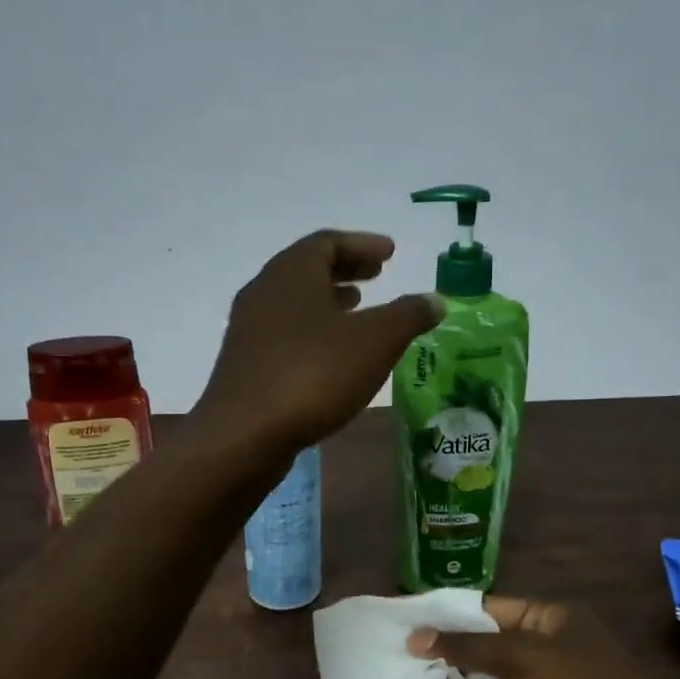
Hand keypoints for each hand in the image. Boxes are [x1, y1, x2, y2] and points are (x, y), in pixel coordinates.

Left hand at [196, 230, 440, 452]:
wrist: (244, 435)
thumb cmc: (313, 375)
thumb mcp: (375, 342)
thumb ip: (408, 316)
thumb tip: (434, 300)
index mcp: (291, 274)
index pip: (327, 243)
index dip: (362, 244)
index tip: (390, 253)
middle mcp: (264, 293)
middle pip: (307, 269)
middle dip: (346, 269)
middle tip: (377, 275)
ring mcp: (249, 330)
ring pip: (294, 303)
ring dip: (328, 301)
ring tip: (359, 308)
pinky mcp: (245, 364)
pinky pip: (286, 333)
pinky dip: (313, 331)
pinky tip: (332, 355)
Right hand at [408, 597, 679, 678]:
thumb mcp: (529, 657)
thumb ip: (471, 647)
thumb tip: (418, 636)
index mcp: (548, 619)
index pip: (490, 606)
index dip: (450, 608)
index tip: (409, 609)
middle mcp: (537, 648)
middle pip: (480, 639)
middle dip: (441, 639)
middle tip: (393, 636)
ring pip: (476, 673)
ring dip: (442, 670)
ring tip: (396, 662)